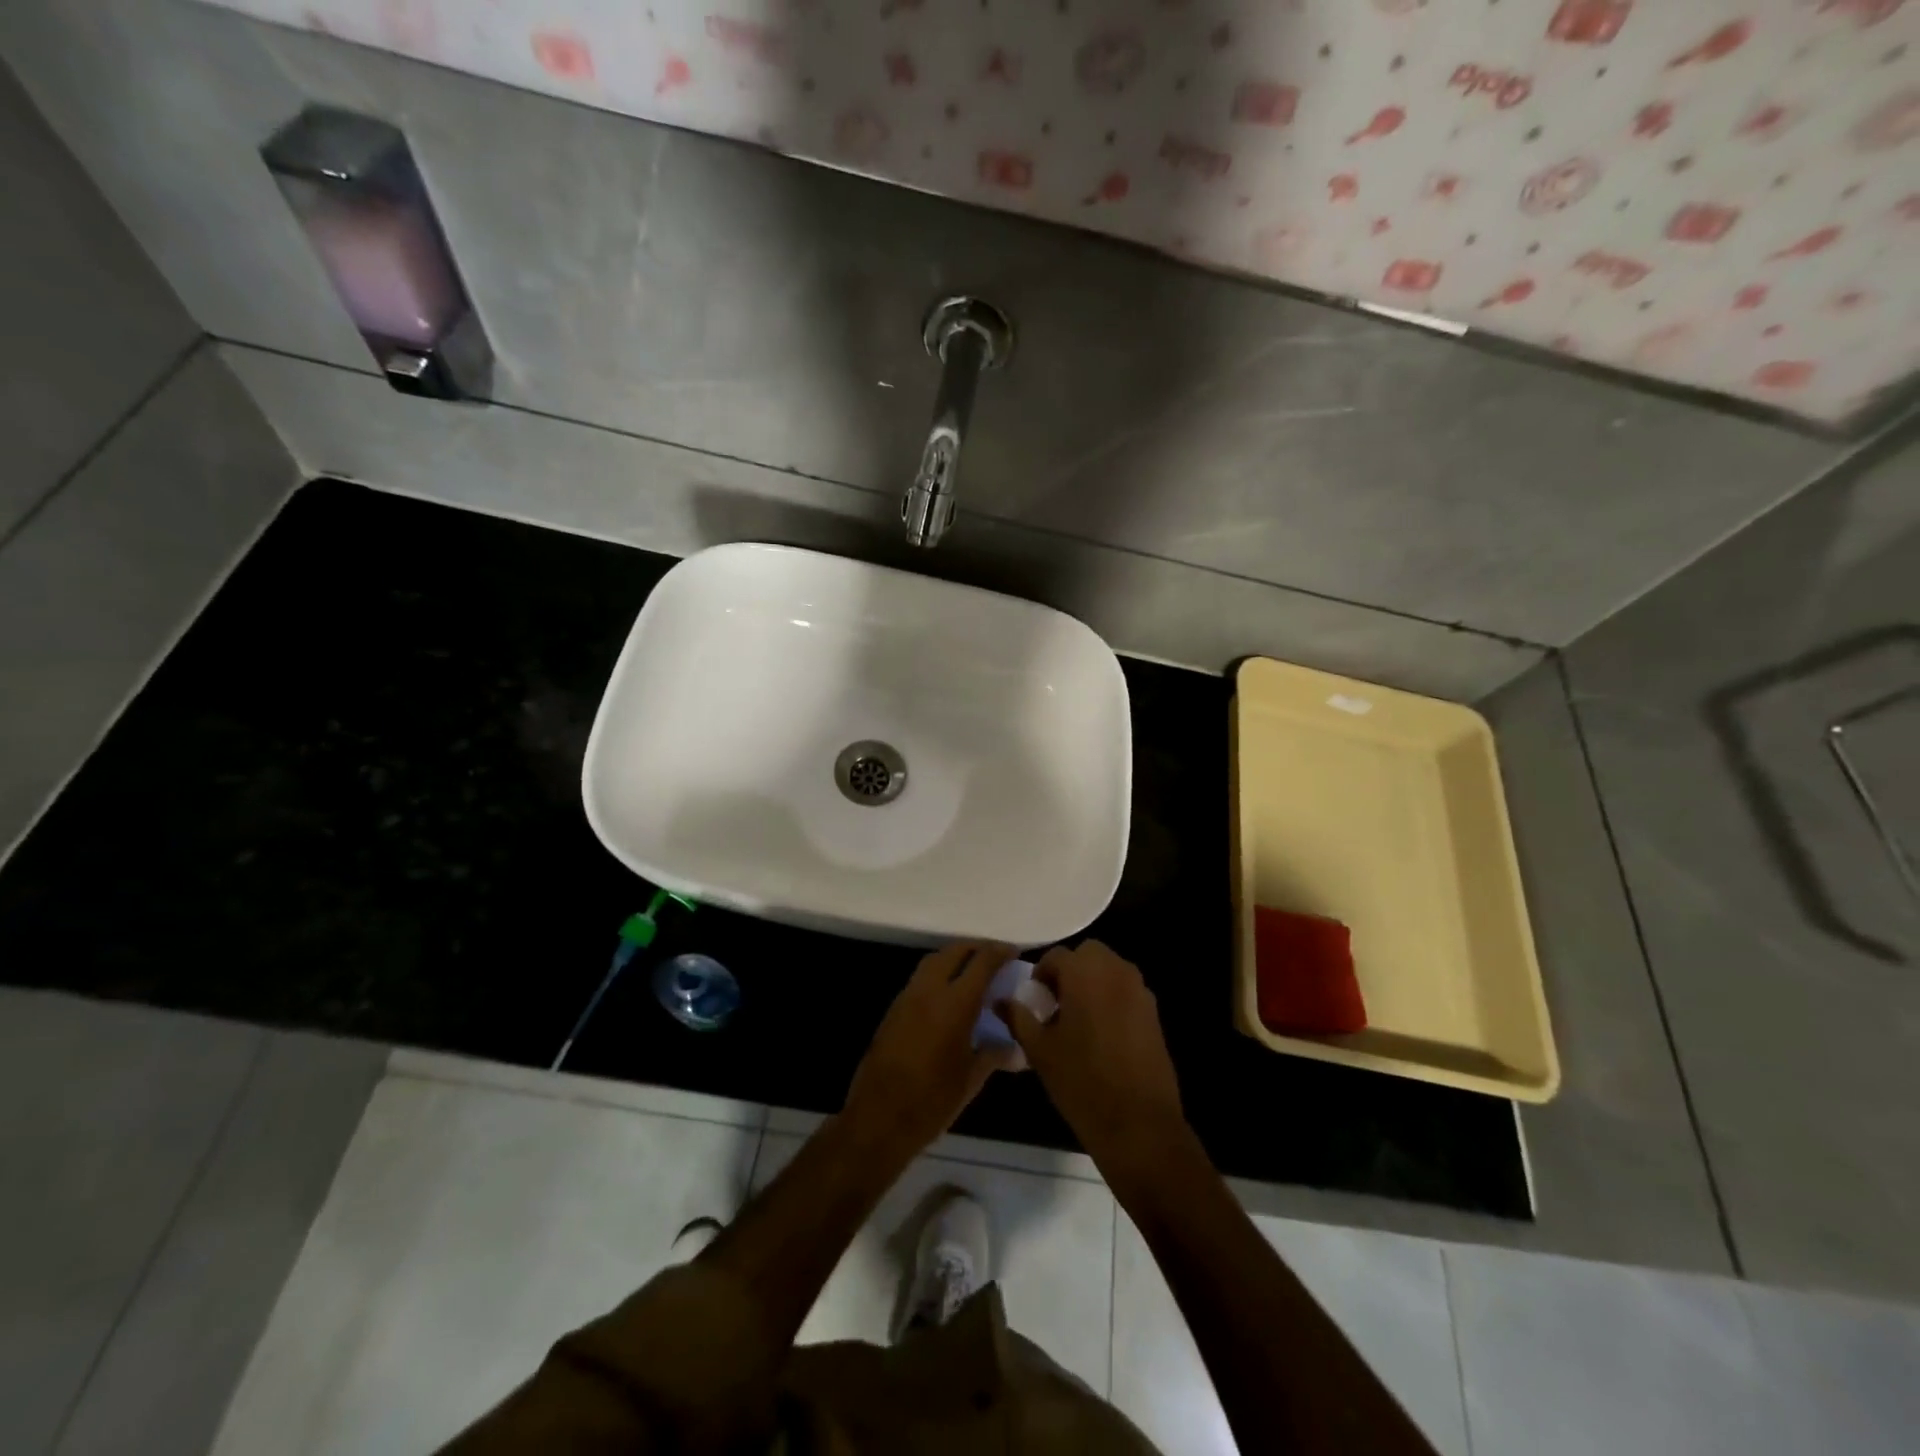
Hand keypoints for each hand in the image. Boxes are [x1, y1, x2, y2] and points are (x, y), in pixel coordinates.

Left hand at [842, 941, 1017, 1157]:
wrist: (878, 1118)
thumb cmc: (932, 1101)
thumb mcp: (971, 1080)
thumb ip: (994, 1054)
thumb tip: (1015, 1048)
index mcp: (955, 1003)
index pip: (982, 962)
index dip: (1000, 952)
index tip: (1015, 952)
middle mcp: (929, 990)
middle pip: (954, 951)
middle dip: (976, 948)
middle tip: (994, 958)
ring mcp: (907, 997)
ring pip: (933, 961)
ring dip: (954, 958)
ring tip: (973, 974)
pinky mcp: (893, 1009)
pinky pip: (920, 979)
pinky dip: (938, 975)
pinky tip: (948, 997)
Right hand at [997, 940, 1189, 1178]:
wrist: (1138, 1123)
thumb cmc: (1081, 1081)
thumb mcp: (1040, 1050)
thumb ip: (1018, 1018)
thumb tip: (1001, 1001)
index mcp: (1085, 973)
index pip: (1056, 956)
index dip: (1041, 975)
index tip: (1035, 1001)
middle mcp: (1116, 971)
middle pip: (1088, 955)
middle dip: (1071, 971)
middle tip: (1057, 1004)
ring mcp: (1140, 991)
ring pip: (1110, 970)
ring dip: (1093, 982)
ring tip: (1079, 1020)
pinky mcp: (1154, 1013)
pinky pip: (1127, 991)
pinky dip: (1112, 999)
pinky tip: (1103, 1035)